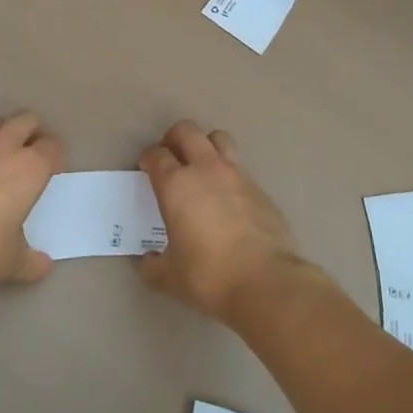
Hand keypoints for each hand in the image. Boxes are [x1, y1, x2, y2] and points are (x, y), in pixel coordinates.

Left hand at [0, 112, 61, 291]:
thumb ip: (30, 261)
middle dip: (32, 132)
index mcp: (29, 168)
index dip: (55, 155)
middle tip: (30, 154)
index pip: (53, 145)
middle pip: (26, 119)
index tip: (52, 170)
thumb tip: (43, 265)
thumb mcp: (10, 263)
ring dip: (1, 131)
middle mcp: (2, 147)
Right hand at [138, 121, 307, 322]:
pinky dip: (229, 174)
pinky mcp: (260, 188)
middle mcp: (206, 169)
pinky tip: (228, 198)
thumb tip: (147, 261)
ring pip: (219, 139)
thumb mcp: (170, 277)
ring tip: (201, 166)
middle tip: (171, 157)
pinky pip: (240, 168)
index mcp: (176, 185)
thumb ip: (153, 265)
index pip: (157, 155)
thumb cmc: (209, 275)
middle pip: (187, 131)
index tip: (146, 169)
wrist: (266, 281)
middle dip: (174, 138)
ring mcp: (237, 175)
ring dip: (206, 145)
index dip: (148, 159)